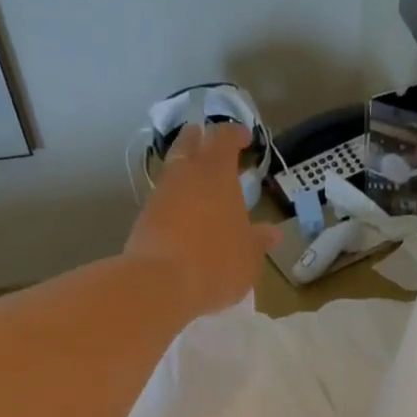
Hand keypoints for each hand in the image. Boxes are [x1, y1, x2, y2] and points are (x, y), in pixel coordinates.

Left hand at [125, 123, 279, 318]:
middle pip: (190, 143)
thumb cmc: (216, 262)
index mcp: (217, 173)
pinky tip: (182, 216)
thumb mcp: (249, 257)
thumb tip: (273, 233)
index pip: (225, 138)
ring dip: (184, 171)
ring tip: (198, 185)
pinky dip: (173, 200)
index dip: (235, 134)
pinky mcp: (143, 217)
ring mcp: (160, 194)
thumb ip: (259, 242)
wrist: (160, 282)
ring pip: (173, 170)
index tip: (245, 138)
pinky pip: (162, 199)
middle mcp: (186, 174)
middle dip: (201, 139)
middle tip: (210, 146)